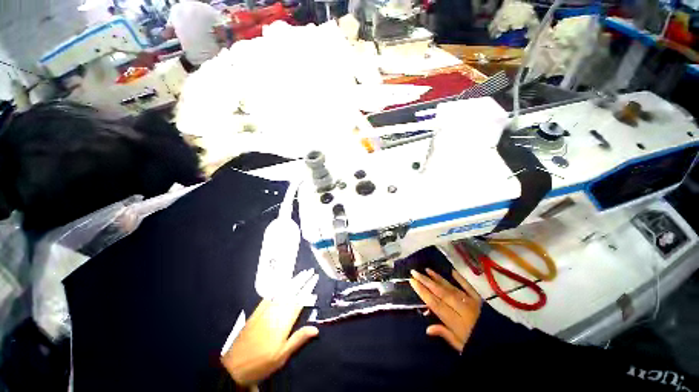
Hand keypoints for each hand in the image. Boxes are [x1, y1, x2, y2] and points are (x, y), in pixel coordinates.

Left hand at [221, 270, 318, 386]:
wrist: (233, 367)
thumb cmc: (262, 363)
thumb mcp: (282, 356)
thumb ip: (298, 339)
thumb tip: (316, 328)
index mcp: (283, 322)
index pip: (299, 301)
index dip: (308, 288)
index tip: (315, 278)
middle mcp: (275, 312)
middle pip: (291, 292)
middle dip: (301, 280)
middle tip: (310, 271)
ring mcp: (264, 310)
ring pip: (281, 292)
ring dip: (292, 281)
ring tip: (300, 273)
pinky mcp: (256, 312)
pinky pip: (269, 296)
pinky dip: (277, 288)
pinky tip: (281, 283)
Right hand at [409, 269, 481, 351]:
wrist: (504, 345)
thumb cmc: (478, 347)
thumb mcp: (461, 346)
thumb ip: (444, 334)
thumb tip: (427, 328)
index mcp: (456, 322)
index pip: (435, 304)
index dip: (423, 292)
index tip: (412, 282)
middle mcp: (461, 309)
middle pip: (440, 292)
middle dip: (426, 281)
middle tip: (414, 272)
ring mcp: (470, 302)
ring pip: (450, 287)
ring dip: (437, 278)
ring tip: (427, 270)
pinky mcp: (479, 299)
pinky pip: (468, 287)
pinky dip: (460, 278)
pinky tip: (452, 271)